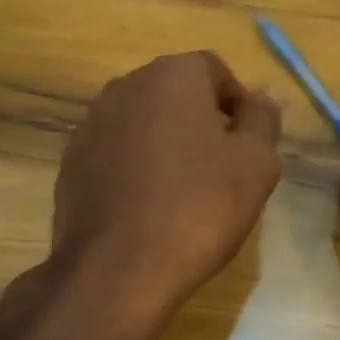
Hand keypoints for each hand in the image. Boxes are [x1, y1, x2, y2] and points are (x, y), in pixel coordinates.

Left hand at [47, 51, 282, 338]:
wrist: (117, 269)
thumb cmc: (198, 208)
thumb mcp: (255, 164)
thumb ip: (263, 119)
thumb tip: (268, 92)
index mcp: (172, 76)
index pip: (215, 70)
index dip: (237, 103)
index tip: (248, 143)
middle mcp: (126, 86)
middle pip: (176, 92)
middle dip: (202, 120)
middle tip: (223, 166)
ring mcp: (91, 122)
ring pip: (144, 120)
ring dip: (167, 141)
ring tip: (185, 189)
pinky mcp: (71, 160)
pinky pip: (116, 150)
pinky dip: (135, 165)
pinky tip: (148, 205)